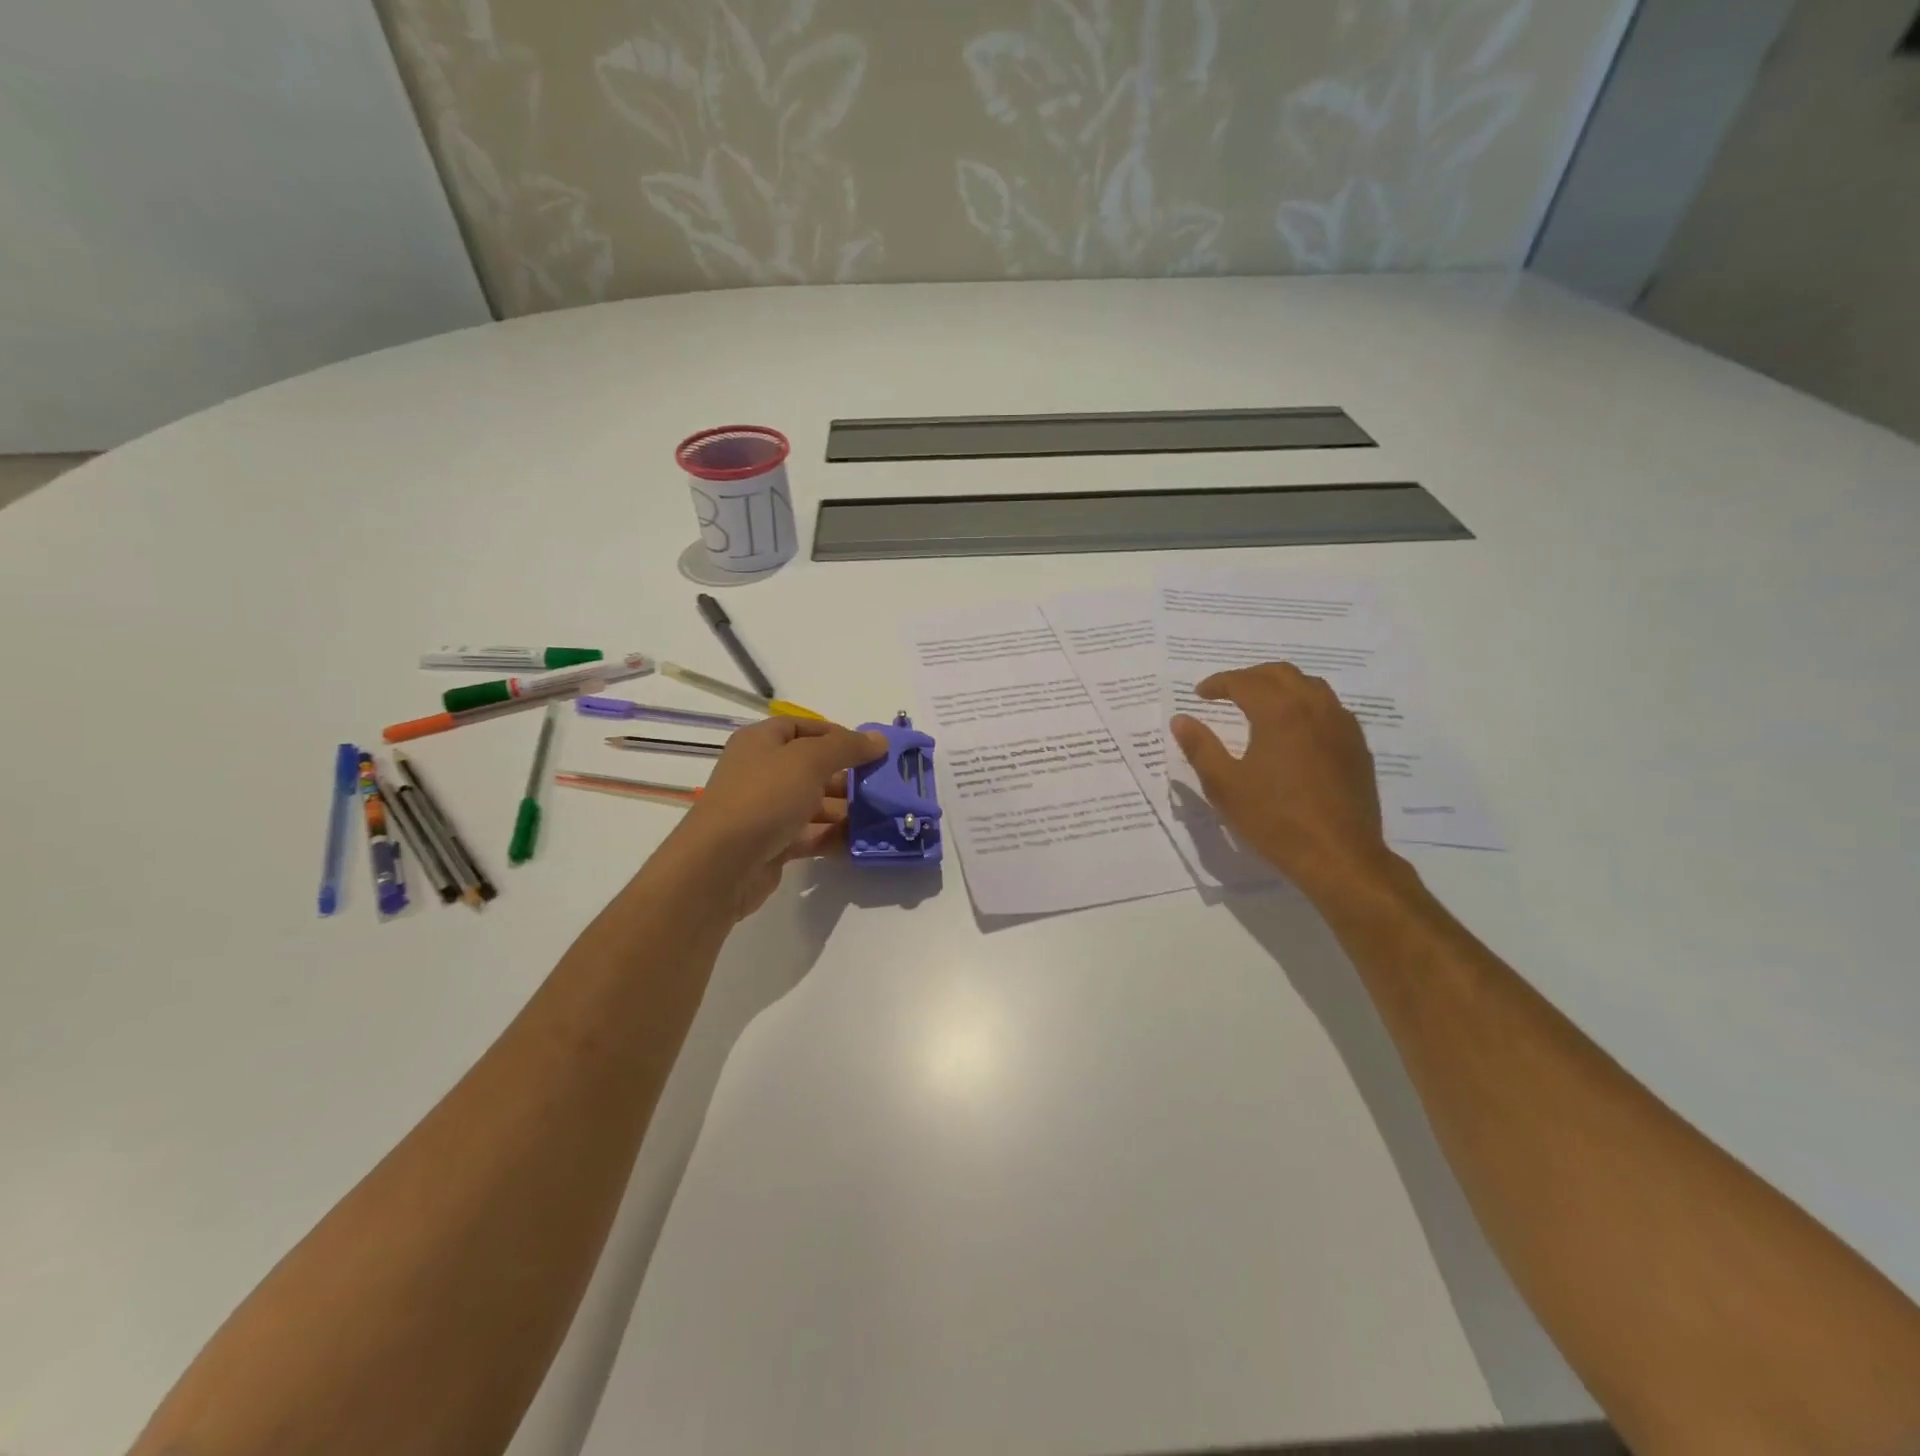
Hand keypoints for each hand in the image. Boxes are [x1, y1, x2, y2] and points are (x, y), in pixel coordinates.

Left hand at [670, 716, 886, 918]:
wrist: (722, 865)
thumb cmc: (764, 797)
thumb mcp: (809, 761)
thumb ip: (847, 747)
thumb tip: (880, 740)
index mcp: (761, 742)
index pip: (802, 728)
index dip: (837, 734)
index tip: (870, 750)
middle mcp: (762, 772)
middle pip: (812, 767)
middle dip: (848, 776)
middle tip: (882, 785)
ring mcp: (766, 810)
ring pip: (814, 803)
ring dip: (846, 809)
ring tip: (881, 816)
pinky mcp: (773, 844)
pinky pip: (810, 834)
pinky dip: (834, 836)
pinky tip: (861, 841)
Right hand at [1170, 663, 1396, 896]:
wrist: (1339, 856)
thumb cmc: (1275, 820)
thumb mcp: (1225, 786)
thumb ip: (1200, 747)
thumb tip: (1181, 719)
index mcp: (1280, 712)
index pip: (1244, 682)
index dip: (1218, 683)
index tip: (1200, 694)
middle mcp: (1315, 708)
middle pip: (1280, 673)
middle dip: (1250, 676)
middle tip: (1226, 692)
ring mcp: (1342, 726)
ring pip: (1310, 686)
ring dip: (1280, 686)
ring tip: (1260, 704)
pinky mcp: (1357, 746)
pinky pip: (1330, 708)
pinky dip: (1305, 705)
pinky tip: (1295, 730)